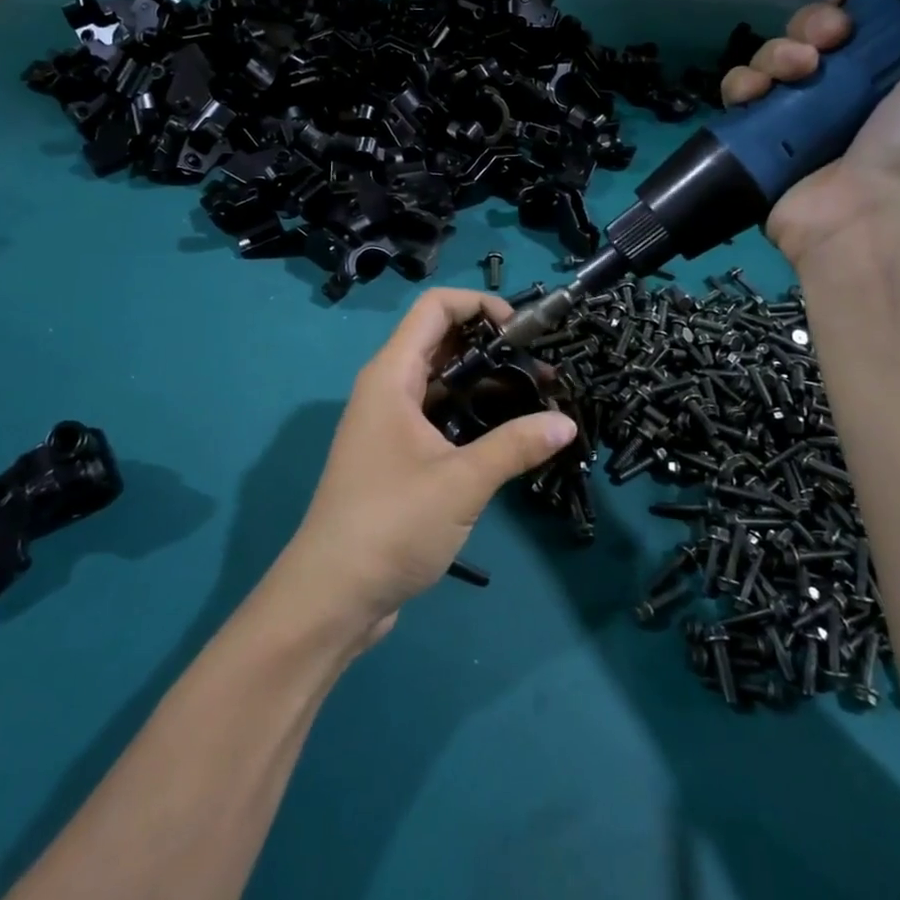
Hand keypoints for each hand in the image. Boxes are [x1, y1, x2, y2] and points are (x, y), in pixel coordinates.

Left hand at [275, 288, 576, 641]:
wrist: (332, 595)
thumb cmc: (390, 524)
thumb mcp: (460, 482)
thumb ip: (515, 446)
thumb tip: (567, 423)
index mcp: (391, 376)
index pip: (434, 308)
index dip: (480, 304)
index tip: (524, 331)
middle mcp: (388, 389)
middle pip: (442, 342)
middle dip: (493, 347)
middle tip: (544, 369)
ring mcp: (391, 424)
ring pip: (443, 383)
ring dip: (487, 384)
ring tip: (539, 399)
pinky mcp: (398, 457)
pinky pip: (439, 417)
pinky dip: (473, 416)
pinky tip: (510, 435)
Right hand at [721, 0, 899, 264]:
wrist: (873, 216)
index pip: (870, 9)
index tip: (860, 6)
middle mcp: (850, 85)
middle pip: (815, 27)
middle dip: (815, 23)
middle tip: (830, 48)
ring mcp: (801, 114)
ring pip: (772, 54)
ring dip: (778, 51)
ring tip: (797, 76)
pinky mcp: (761, 139)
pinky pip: (738, 93)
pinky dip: (742, 85)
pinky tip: (758, 96)